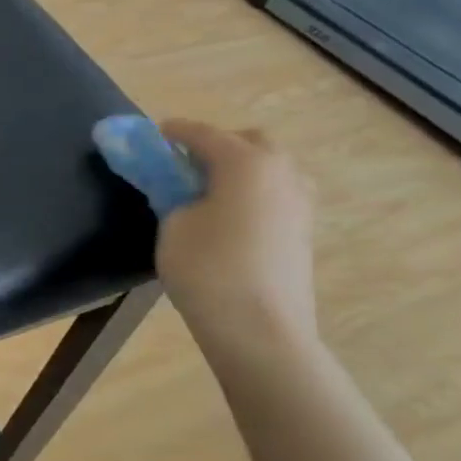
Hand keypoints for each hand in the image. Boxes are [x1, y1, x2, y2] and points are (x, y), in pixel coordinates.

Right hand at [155, 121, 316, 353]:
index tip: (156, 132)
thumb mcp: (173, 225)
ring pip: (270, 167)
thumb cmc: (207, 269)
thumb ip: (175, 196)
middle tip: (186, 163)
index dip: (176, 131)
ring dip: (240, 168)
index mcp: (246, 162)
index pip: (204, 134)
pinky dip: (253, 192)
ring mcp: (300, 202)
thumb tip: (184, 192)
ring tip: (208, 190)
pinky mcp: (304, 230)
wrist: (259, 329)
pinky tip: (230, 215)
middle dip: (218, 144)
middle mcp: (281, 172)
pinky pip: (277, 194)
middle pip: (250, 142)